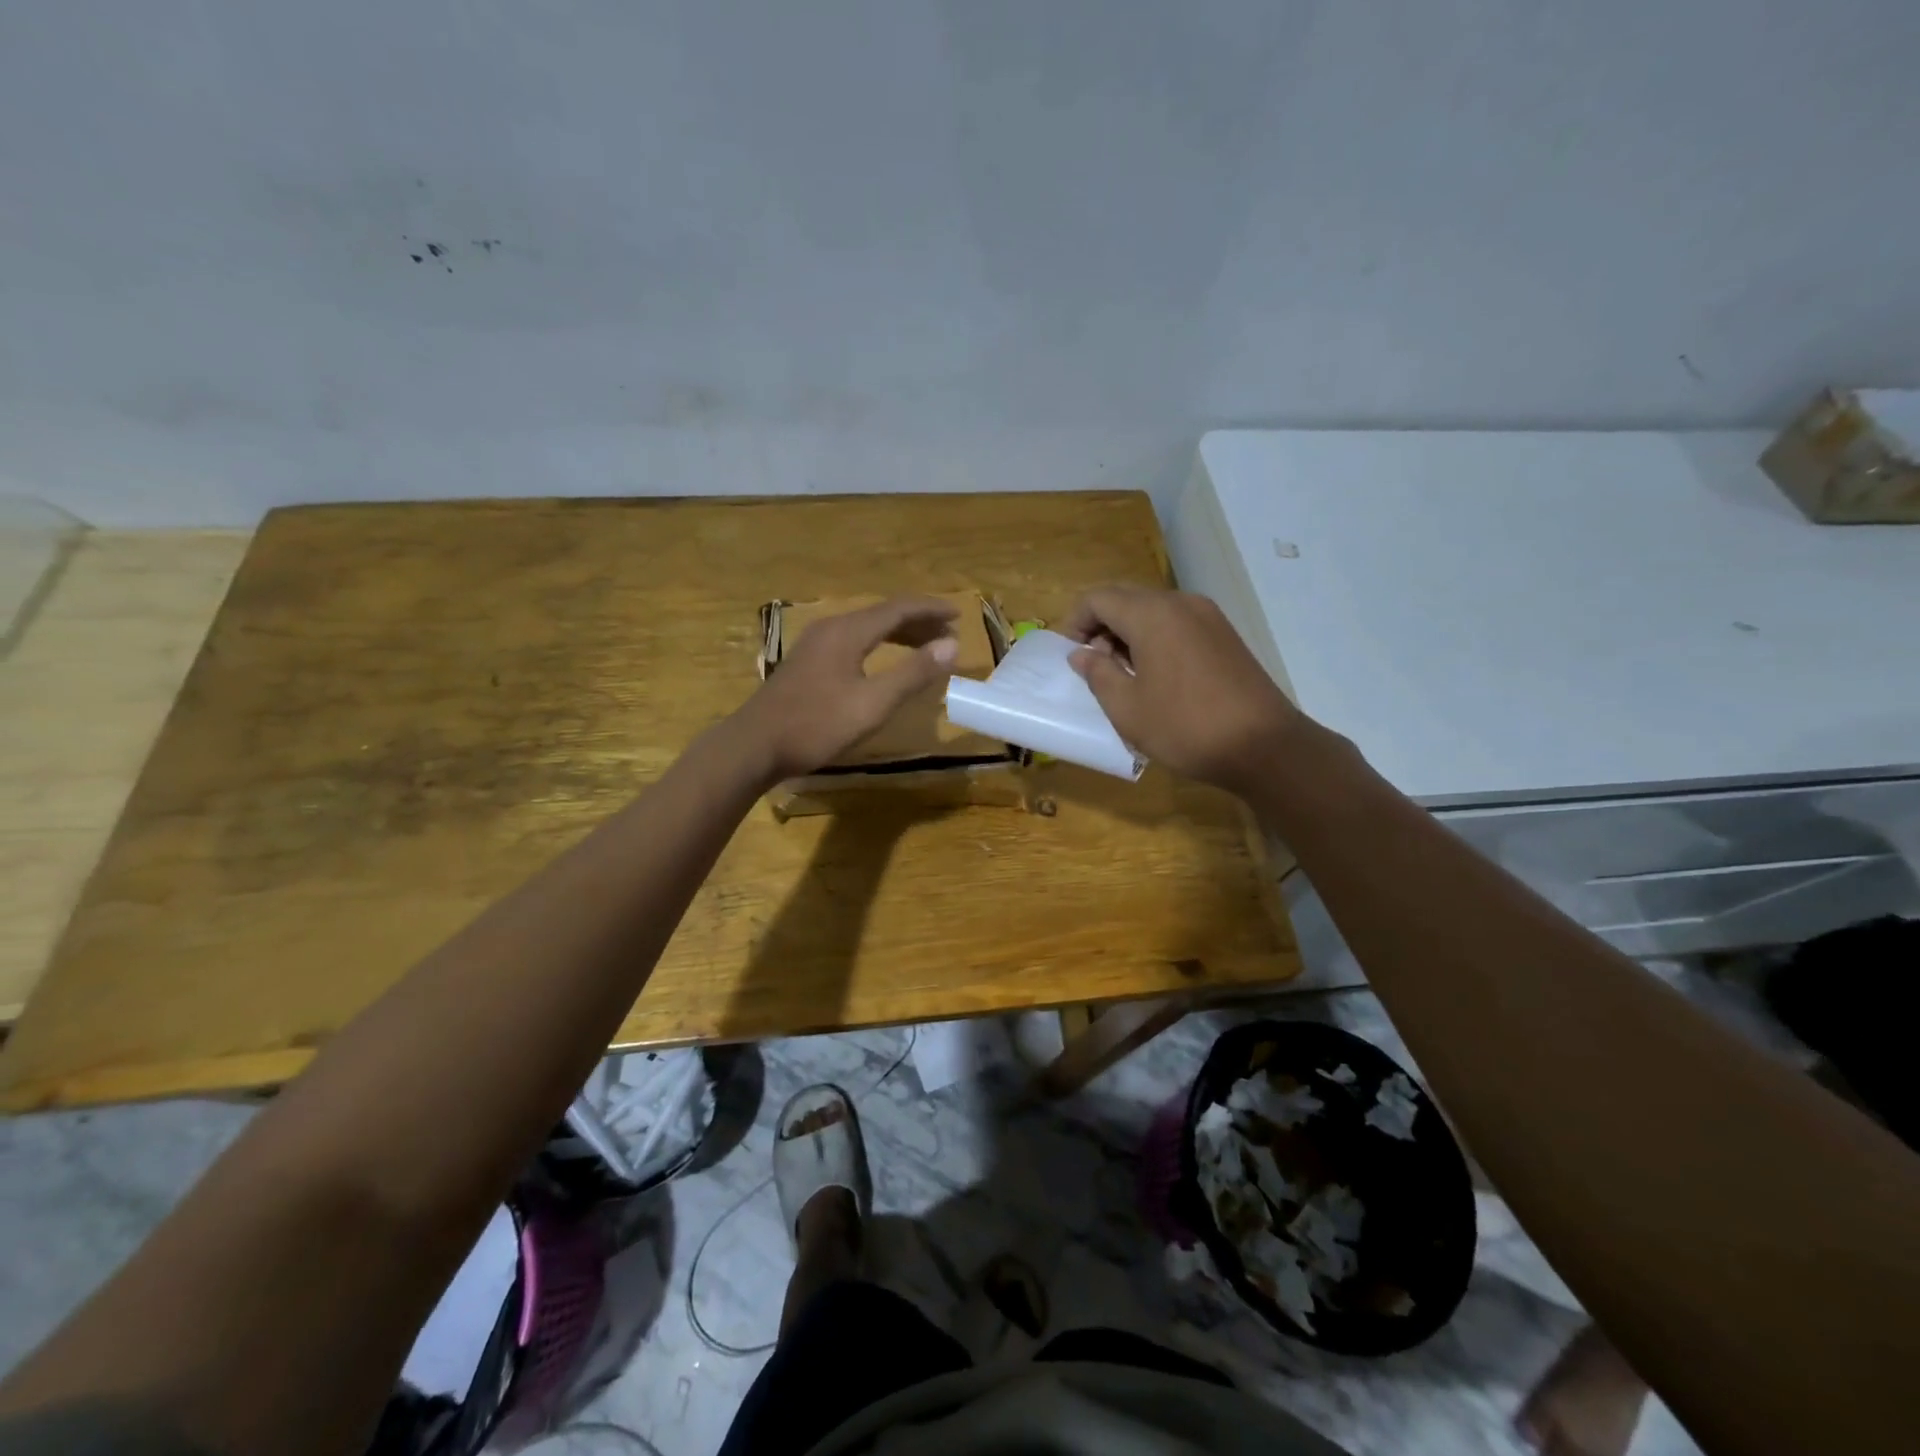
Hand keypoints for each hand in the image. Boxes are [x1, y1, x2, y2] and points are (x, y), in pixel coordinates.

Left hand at [736, 596, 959, 781]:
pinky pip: (853, 639)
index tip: (960, 616)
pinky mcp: (808, 661)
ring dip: (899, 633)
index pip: (899, 609)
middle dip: (918, 621)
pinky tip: (883, 661)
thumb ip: (912, 673)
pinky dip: (878, 644)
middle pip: (882, 614)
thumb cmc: (816, 725)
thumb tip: (951, 645)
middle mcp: (832, 628)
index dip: (931, 610)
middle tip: (949, 634)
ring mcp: (816, 644)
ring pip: (866, 627)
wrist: (755, 745)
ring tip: (925, 646)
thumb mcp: (872, 704)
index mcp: (848, 631)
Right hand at [1062, 585, 1299, 793]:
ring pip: (1153, 610)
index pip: (1098, 598)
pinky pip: (1177, 623)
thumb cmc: (1185, 727)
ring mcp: (1208, 616)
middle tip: (1093, 665)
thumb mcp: (1127, 708)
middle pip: (1126, 598)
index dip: (1074, 621)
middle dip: (1100, 625)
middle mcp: (1181, 603)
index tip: (1068, 655)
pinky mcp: (1225, 635)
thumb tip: (1082, 654)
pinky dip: (1155, 638)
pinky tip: (1156, 676)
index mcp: (1152, 615)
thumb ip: (1098, 674)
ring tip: (1123, 674)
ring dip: (1128, 633)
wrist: (1264, 746)